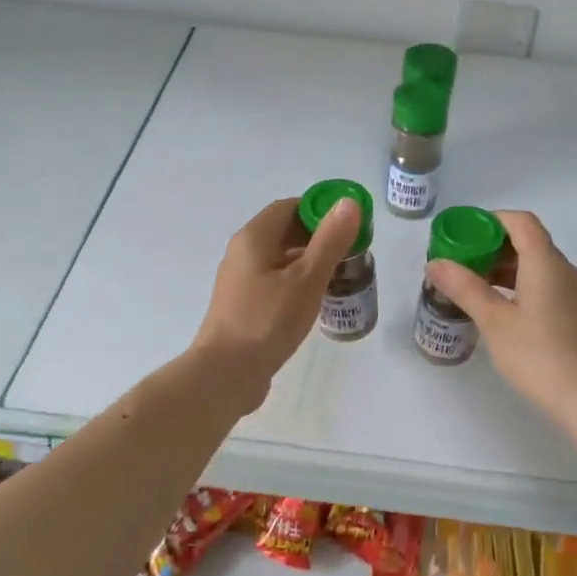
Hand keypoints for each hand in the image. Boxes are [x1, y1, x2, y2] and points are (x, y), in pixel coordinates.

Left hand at [191, 195, 361, 405]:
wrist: (226, 373)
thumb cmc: (268, 320)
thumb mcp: (307, 278)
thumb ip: (330, 240)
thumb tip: (348, 202)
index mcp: (254, 237)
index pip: (289, 207)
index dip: (320, 210)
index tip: (348, 225)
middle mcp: (242, 252)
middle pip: (284, 231)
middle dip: (318, 237)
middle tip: (350, 252)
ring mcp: (240, 280)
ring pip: (279, 258)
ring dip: (308, 261)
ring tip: (339, 276)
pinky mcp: (242, 305)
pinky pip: (273, 281)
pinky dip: (295, 282)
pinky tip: (314, 301)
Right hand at [425, 210, 576, 424]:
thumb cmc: (539, 357)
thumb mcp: (494, 322)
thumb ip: (465, 288)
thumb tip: (436, 263)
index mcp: (547, 264)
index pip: (521, 222)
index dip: (491, 220)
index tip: (464, 234)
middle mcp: (567, 271)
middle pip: (529, 242)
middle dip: (493, 247)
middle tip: (461, 264)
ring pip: (539, 267)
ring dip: (507, 270)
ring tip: (475, 289)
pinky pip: (548, 286)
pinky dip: (523, 287)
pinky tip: (503, 312)